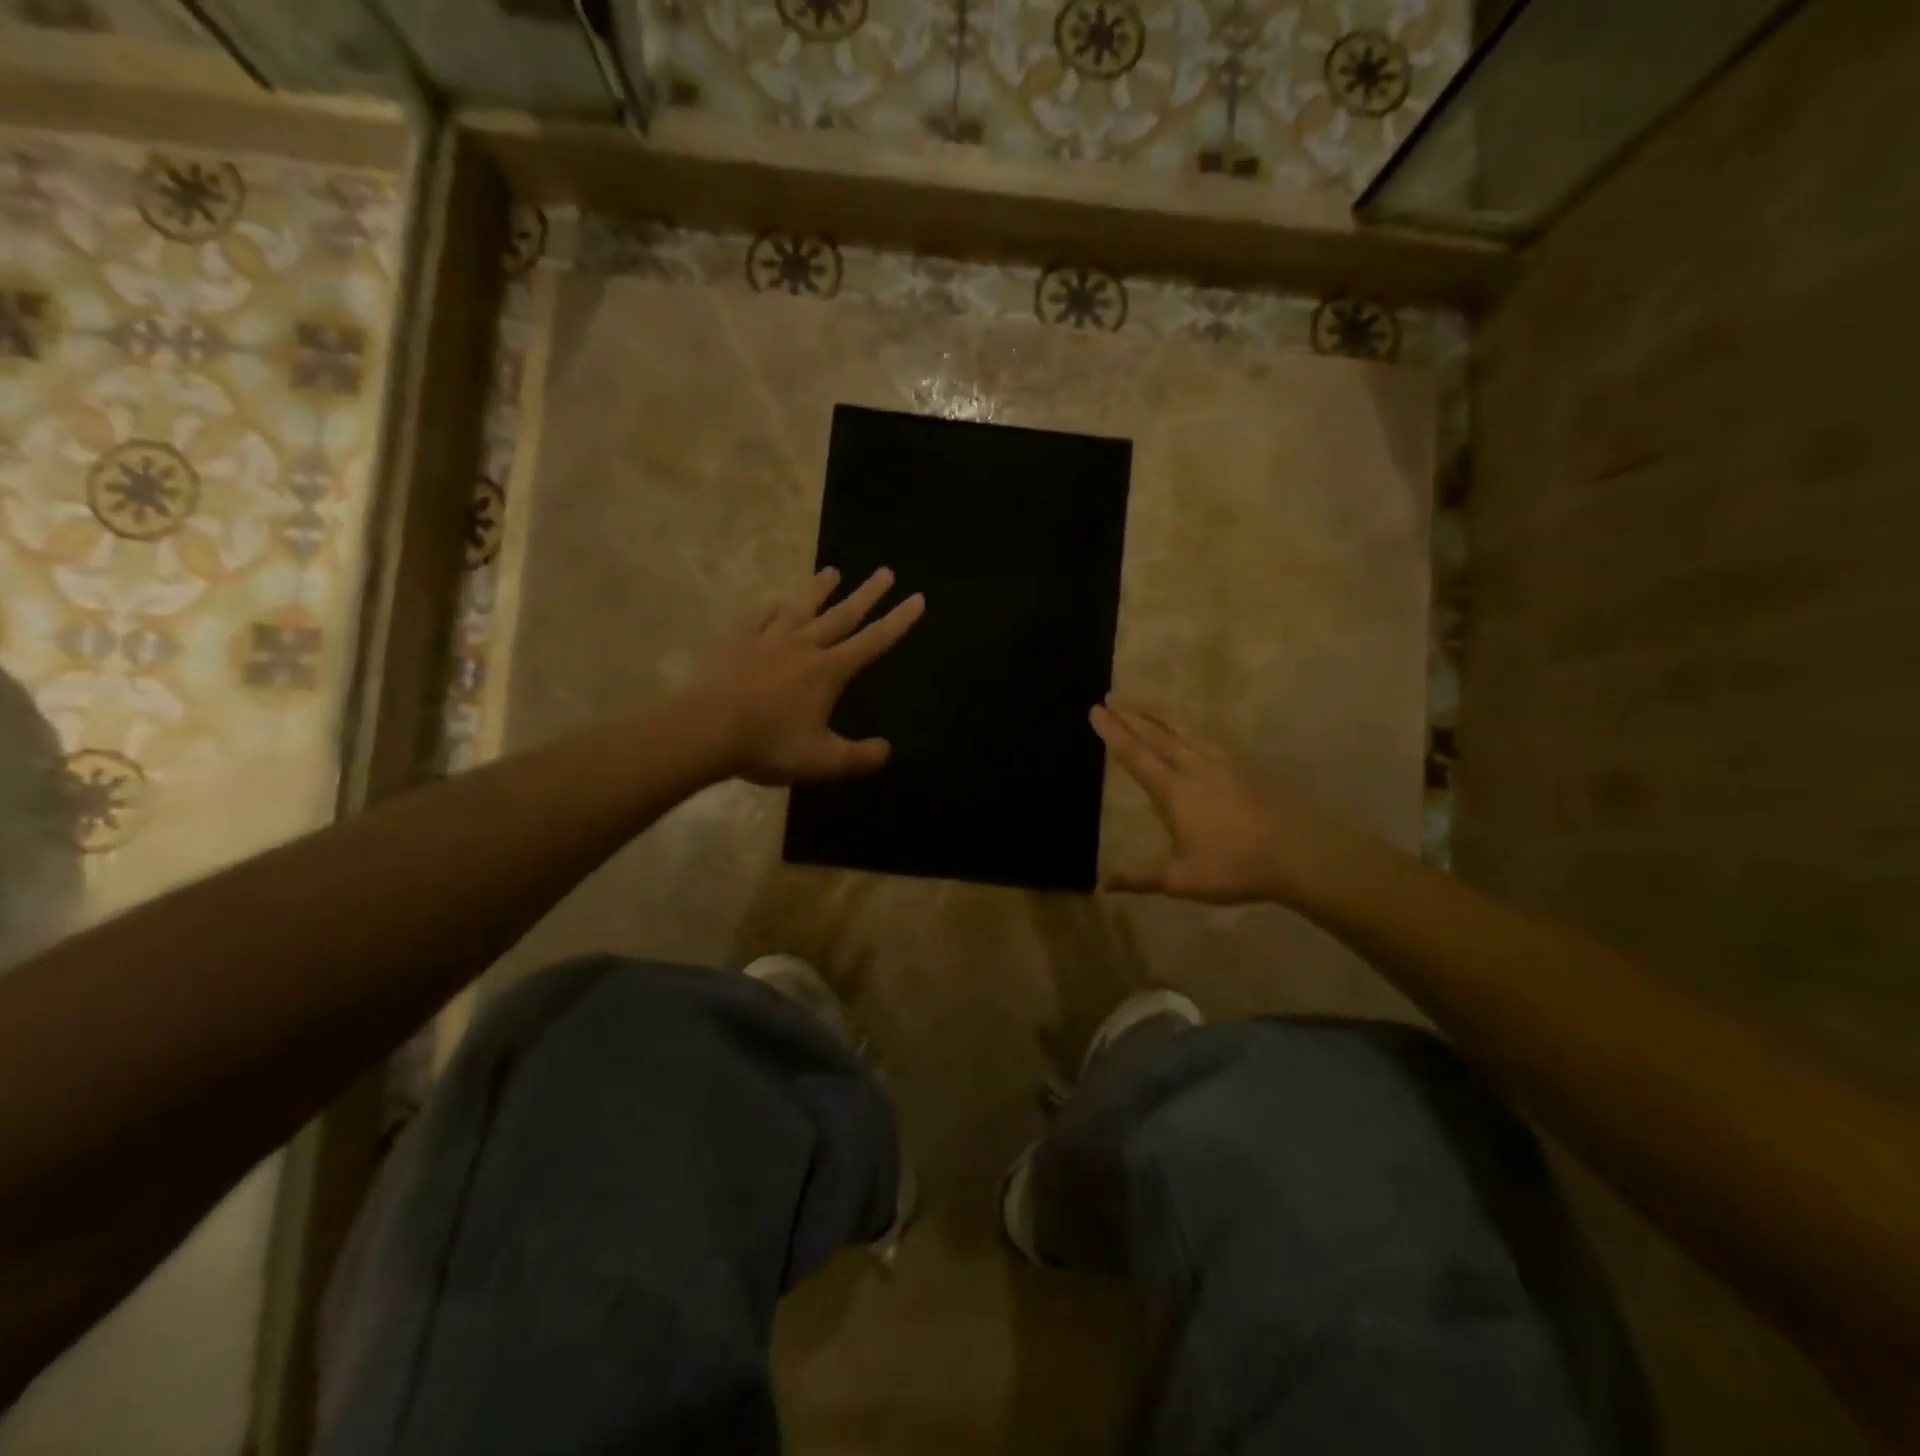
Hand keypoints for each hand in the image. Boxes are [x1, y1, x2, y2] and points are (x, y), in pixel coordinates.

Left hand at [688, 566, 924, 785]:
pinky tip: (775, 601)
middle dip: (868, 594)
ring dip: (819, 589)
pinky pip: (759, 616)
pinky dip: (772, 606)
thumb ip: (859, 757)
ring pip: (800, 607)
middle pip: (842, 615)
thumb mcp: (823, 761)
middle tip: (885, 571)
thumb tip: (886, 750)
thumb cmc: (769, 745)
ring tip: (832, 572)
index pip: (873, 641)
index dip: (898, 621)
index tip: (917, 598)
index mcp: (829, 671)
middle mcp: (804, 646)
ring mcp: (768, 639)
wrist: (706, 730)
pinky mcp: (737, 640)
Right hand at [1092, 701, 1370, 905]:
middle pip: (1156, 734)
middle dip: (1130, 715)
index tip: (1096, 710)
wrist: (1299, 852)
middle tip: (1111, 696)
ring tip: (1141, 702)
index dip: (1113, 733)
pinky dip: (1189, 725)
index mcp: (1173, 791)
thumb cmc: (1235, 867)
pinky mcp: (1245, 765)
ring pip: (1183, 729)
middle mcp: (1193, 768)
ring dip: (1158, 714)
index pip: (1135, 755)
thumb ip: (1141, 877)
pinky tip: (1190, 727)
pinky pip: (1207, 736)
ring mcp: (1222, 762)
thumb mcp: (1181, 880)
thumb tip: (1104, 882)